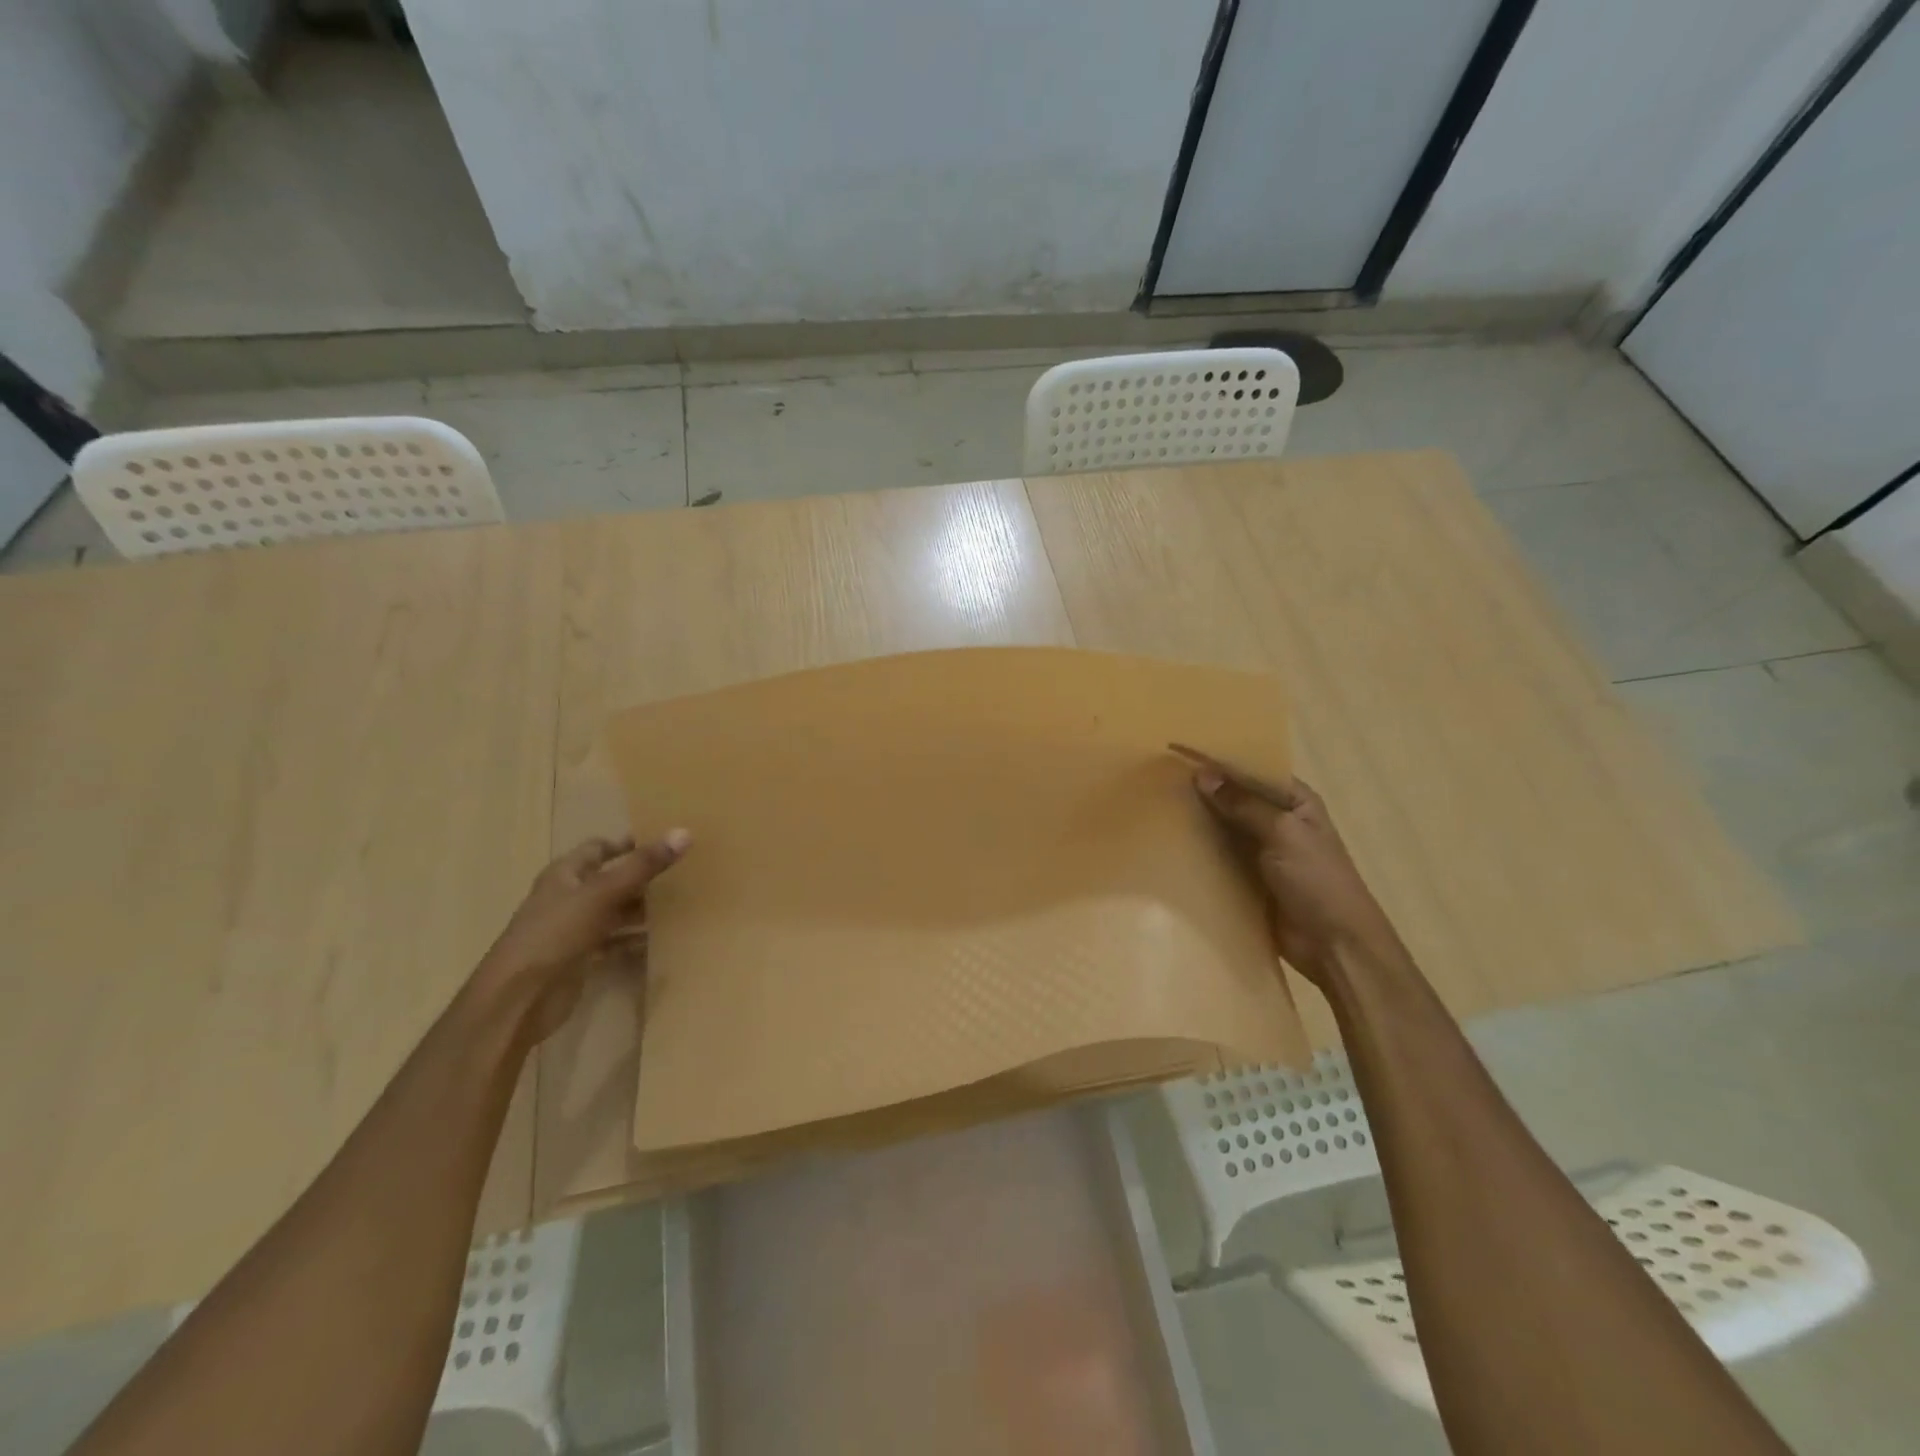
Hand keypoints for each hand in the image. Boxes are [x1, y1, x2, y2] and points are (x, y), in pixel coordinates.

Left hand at [467, 831, 691, 1044]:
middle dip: (643, 878)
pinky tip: (663, 939)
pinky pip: (615, 943)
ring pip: (615, 912)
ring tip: (682, 904)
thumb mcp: (603, 894)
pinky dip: (636, 940)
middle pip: (611, 880)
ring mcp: (573, 930)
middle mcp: (568, 898)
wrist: (519, 999)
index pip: (598, 848)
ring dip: (642, 910)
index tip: (664, 841)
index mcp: (565, 874)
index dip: (628, 843)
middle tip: (684, 873)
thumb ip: (643, 865)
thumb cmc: (556, 934)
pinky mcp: (581, 959)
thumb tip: (685, 832)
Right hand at [1174, 745, 1397, 985]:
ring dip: (1197, 821)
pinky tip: (1168, 843)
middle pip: (1235, 798)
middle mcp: (1278, 821)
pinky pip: (1218, 858)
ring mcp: (1261, 851)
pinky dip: (1198, 852)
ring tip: (1155, 807)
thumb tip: (1202, 774)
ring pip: (1223, 828)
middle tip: (1158, 779)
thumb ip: (1242, 804)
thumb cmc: (1317, 880)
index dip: (1220, 762)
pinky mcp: (1247, 879)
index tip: (1180, 753)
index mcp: (1296, 801)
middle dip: (1203, 791)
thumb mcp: (1283, 833)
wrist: (1333, 945)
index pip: (1252, 771)